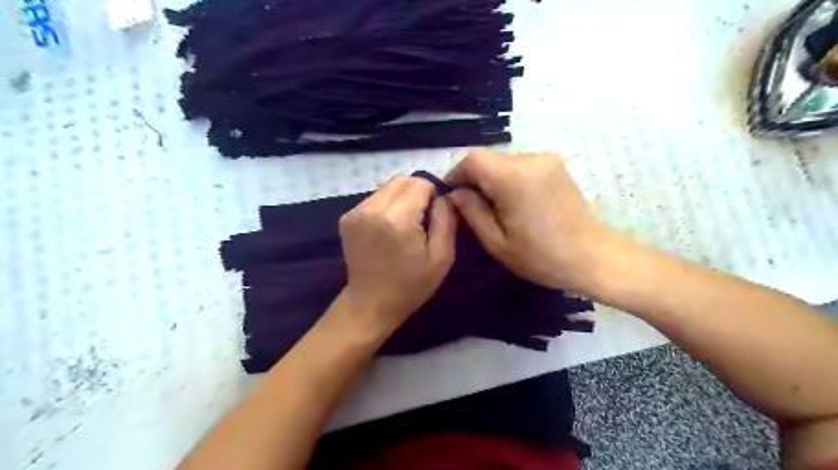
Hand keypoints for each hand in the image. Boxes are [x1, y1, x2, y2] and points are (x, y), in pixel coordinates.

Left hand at [338, 174, 456, 334]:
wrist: (371, 304)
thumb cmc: (411, 285)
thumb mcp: (442, 257)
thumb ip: (446, 219)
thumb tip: (444, 196)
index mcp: (397, 219)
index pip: (420, 183)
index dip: (432, 195)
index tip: (433, 217)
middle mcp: (372, 209)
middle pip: (402, 180)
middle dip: (417, 193)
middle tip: (420, 220)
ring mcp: (356, 212)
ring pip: (388, 187)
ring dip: (401, 199)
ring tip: (403, 225)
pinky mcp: (347, 217)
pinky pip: (375, 198)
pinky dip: (386, 206)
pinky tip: (387, 229)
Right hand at [445, 149, 613, 291]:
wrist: (592, 256)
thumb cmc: (541, 256)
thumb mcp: (496, 242)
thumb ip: (471, 212)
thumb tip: (455, 193)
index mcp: (513, 177)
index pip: (472, 160)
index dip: (457, 174)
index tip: (452, 195)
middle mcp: (530, 159)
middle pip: (488, 159)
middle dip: (474, 179)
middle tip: (471, 207)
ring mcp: (546, 159)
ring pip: (504, 161)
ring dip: (492, 179)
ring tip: (494, 207)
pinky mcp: (556, 165)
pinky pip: (521, 165)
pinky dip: (509, 178)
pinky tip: (514, 202)